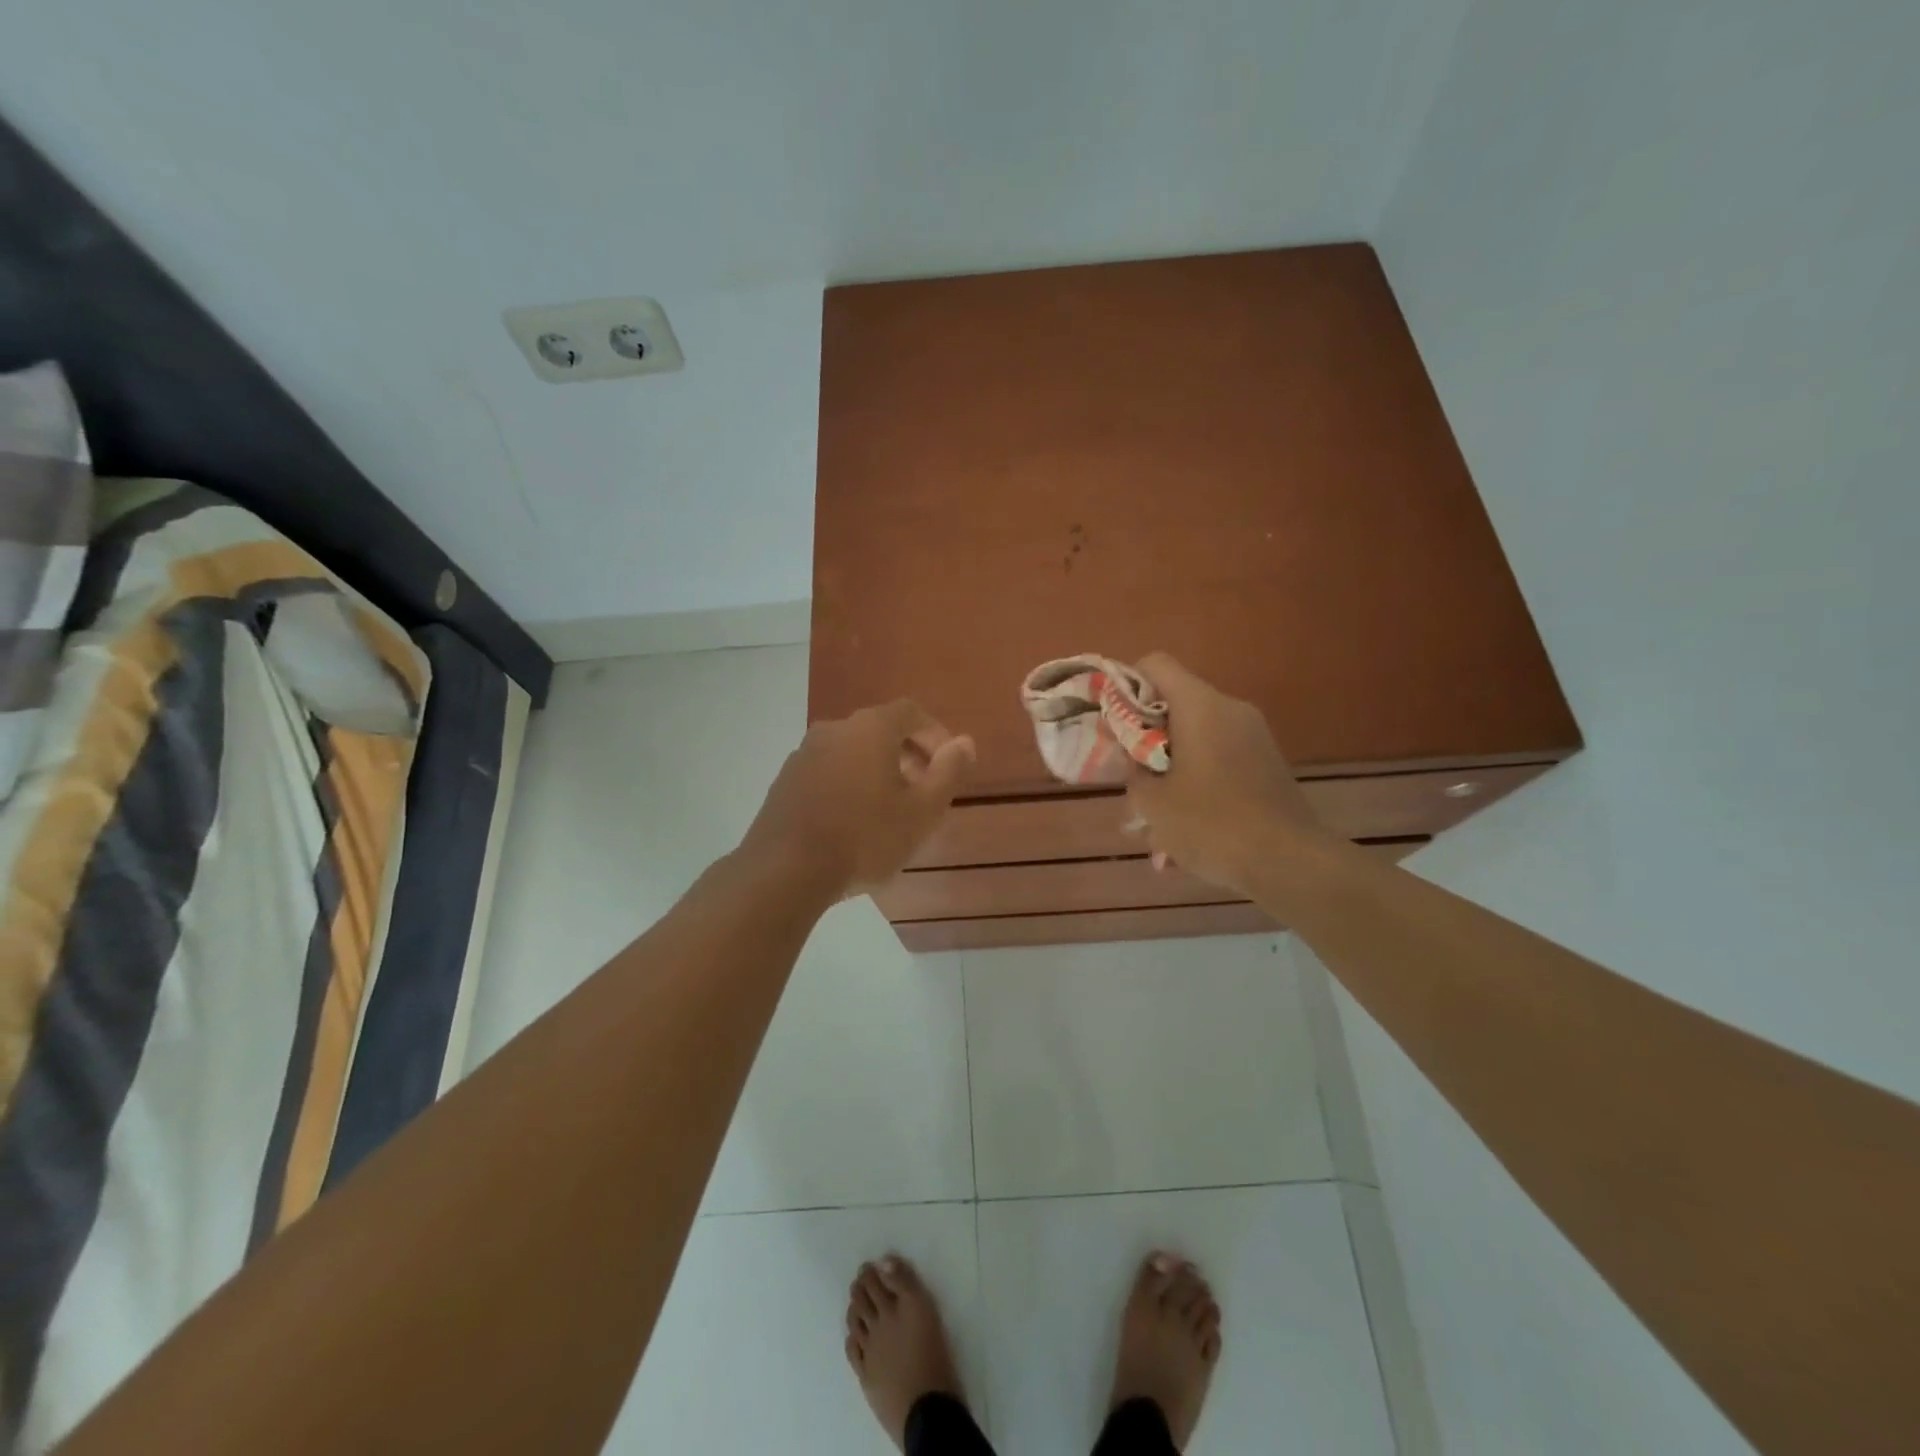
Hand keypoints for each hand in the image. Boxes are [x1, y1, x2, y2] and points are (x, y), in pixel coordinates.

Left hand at [740, 699, 975, 900]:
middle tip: (924, 791)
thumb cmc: (865, 837)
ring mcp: (804, 754)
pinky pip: (828, 772)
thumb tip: (964, 743)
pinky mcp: (785, 781)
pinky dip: (848, 785)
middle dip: (908, 755)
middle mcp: (835, 729)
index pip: (912, 712)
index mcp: (871, 727)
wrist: (785, 870)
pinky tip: (853, 822)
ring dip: (877, 771)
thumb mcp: (922, 811)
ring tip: (890, 811)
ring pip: (852, 752)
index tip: (948, 766)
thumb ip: (949, 772)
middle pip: (880, 730)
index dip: (935, 735)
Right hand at [1124, 653, 1334, 897]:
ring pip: (1197, 737)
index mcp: (1200, 706)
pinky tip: (1185, 828)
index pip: (1155, 664)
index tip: (1114, 722)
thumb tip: (1134, 757)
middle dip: (1147, 736)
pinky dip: (1197, 781)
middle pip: (1175, 703)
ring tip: (1155, 817)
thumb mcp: (1152, 802)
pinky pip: (1219, 759)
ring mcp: (1254, 736)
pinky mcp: (1267, 763)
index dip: (1126, 685)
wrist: (1289, 862)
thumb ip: (1133, 769)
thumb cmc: (1211, 824)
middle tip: (1131, 775)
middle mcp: (1230, 710)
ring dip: (1171, 766)